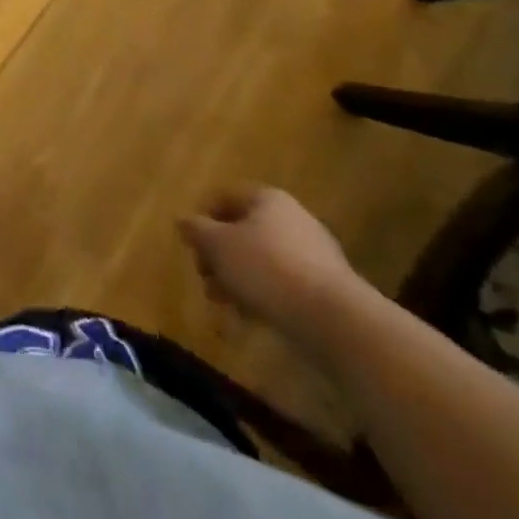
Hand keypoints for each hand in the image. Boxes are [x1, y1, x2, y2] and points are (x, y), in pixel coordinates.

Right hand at [178, 187, 365, 352]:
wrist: (334, 320)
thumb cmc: (266, 268)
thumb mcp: (217, 245)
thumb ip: (196, 230)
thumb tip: (184, 221)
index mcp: (266, 198)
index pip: (225, 198)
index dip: (203, 220)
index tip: (193, 248)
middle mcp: (291, 218)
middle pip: (242, 231)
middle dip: (220, 257)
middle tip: (206, 280)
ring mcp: (313, 253)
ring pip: (261, 260)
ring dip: (238, 279)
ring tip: (225, 305)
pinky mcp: (325, 287)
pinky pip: (283, 284)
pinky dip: (264, 296)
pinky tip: (252, 318)